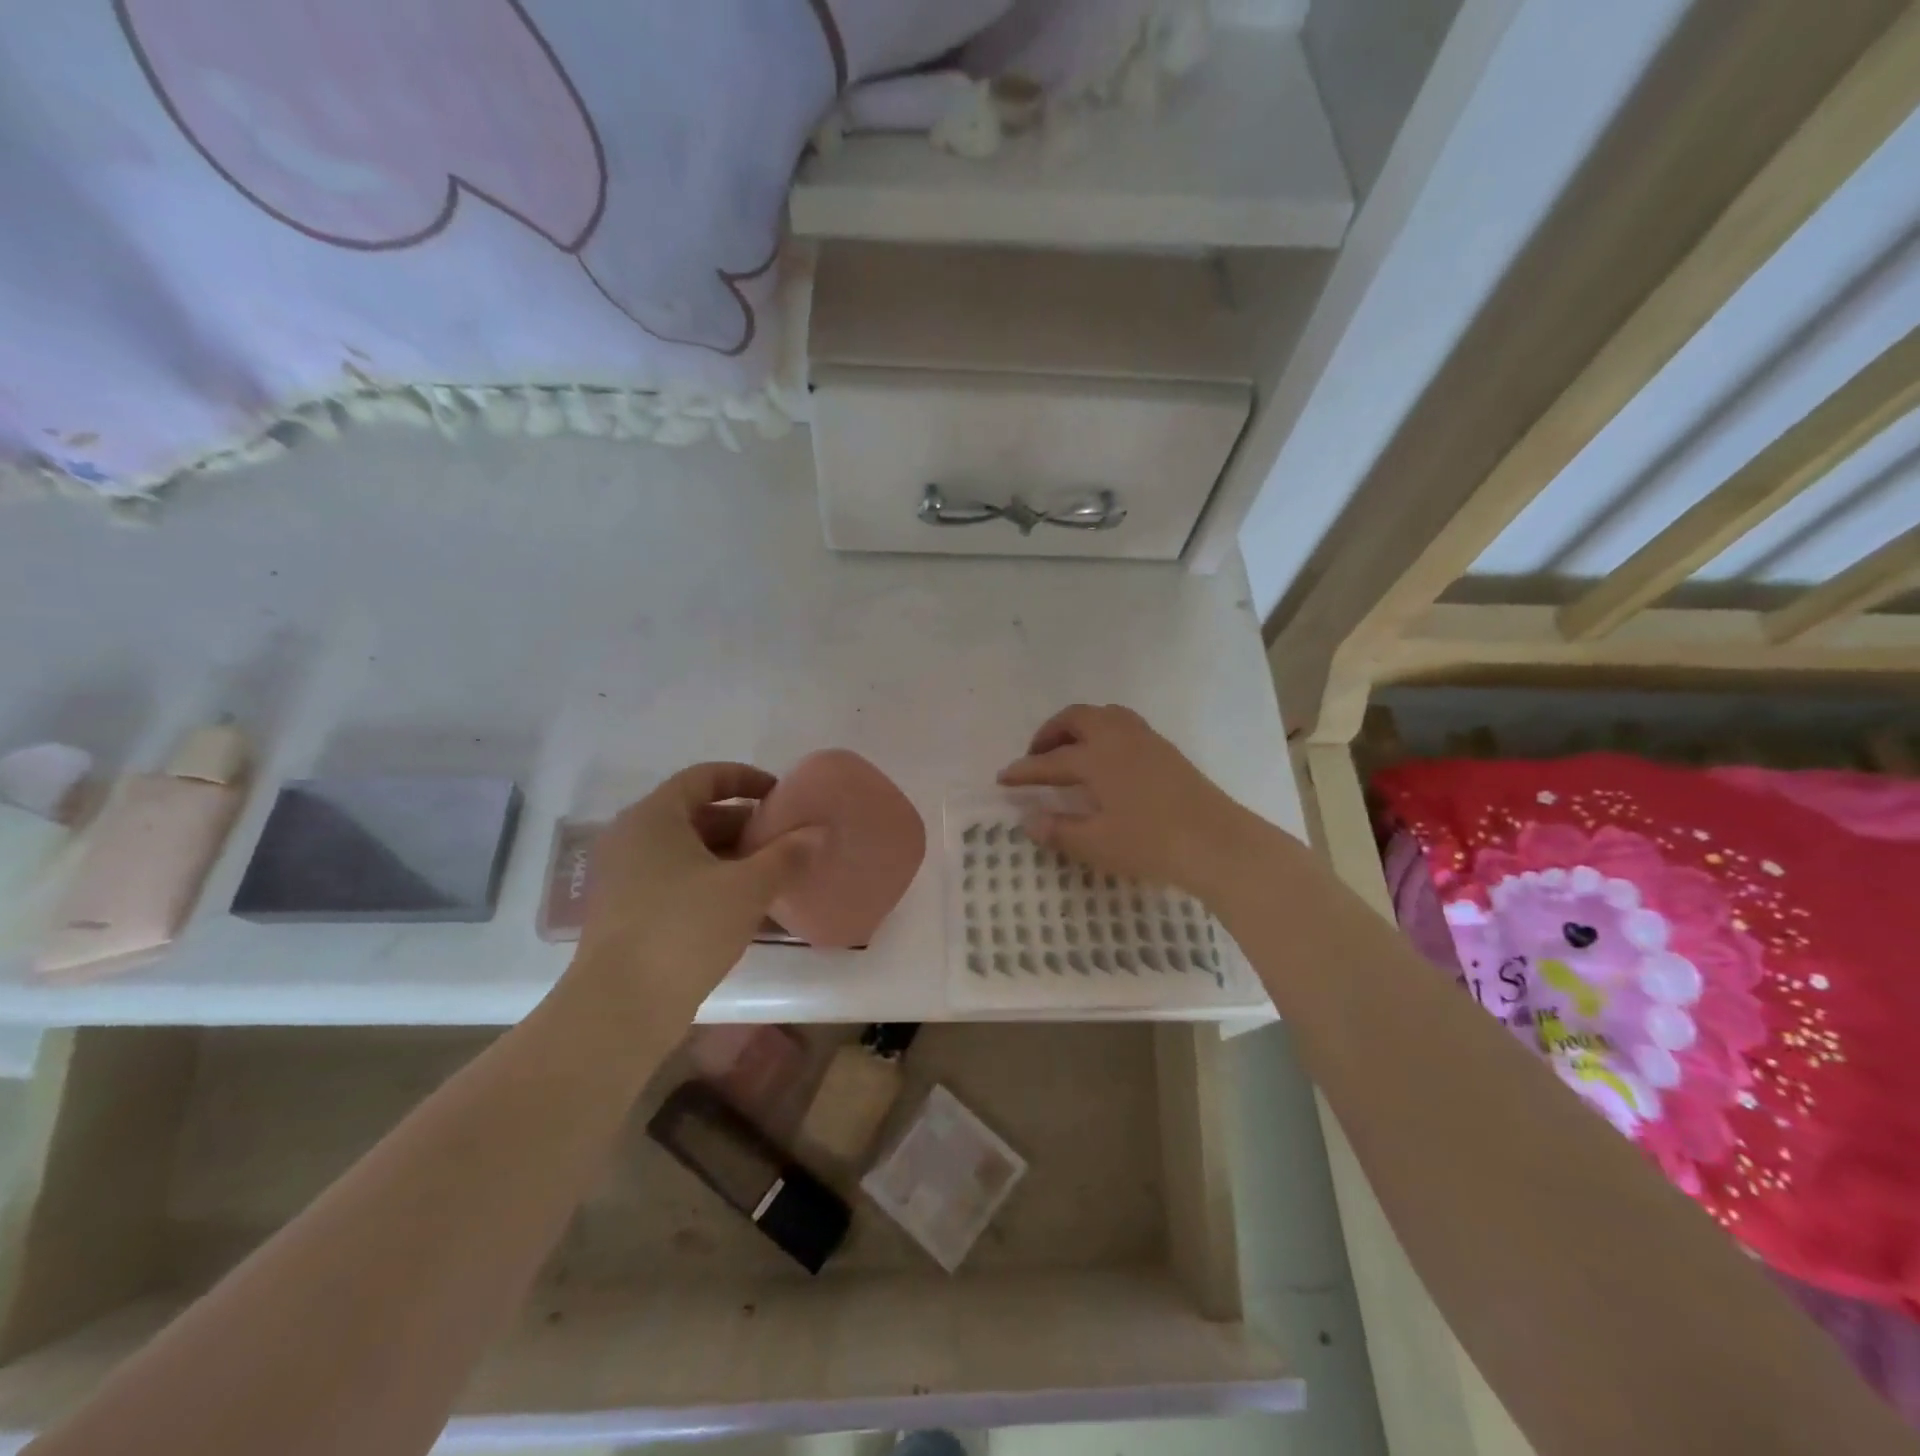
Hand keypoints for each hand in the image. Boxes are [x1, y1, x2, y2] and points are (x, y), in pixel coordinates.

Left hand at [571, 763, 822, 1024]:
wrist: (620, 1007)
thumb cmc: (684, 929)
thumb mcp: (747, 888)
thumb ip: (786, 855)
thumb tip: (818, 831)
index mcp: (654, 817)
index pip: (704, 777)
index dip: (746, 779)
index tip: (780, 795)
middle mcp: (633, 838)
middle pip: (696, 814)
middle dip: (744, 824)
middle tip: (784, 838)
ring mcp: (625, 878)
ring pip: (688, 852)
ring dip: (731, 857)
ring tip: (773, 873)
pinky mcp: (627, 913)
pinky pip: (677, 881)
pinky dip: (712, 883)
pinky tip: (746, 906)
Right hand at [998, 704, 1272, 899]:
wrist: (1218, 843)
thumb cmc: (1151, 844)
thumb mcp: (1097, 844)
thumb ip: (1059, 830)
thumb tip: (1029, 821)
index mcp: (1096, 757)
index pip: (1049, 762)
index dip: (1024, 772)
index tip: (1003, 778)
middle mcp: (1118, 737)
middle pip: (1076, 719)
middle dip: (1049, 734)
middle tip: (1036, 757)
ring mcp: (1146, 739)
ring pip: (1103, 715)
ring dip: (1078, 727)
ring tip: (1069, 751)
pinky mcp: (1166, 749)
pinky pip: (1124, 724)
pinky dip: (1103, 732)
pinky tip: (1106, 760)